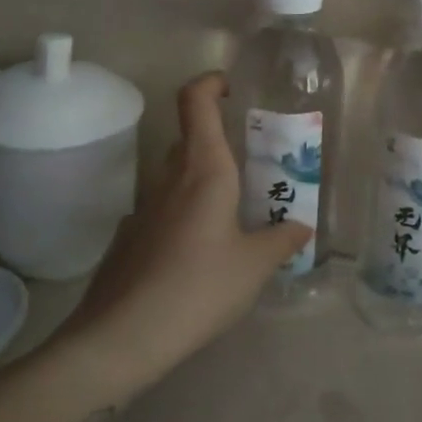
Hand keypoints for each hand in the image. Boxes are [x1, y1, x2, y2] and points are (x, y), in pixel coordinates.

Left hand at [58, 72, 312, 397]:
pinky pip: (163, 211)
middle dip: (220, 140)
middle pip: (190, 138)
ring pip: (177, 177)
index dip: (211, 82)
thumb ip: (282, 240)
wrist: (119, 339)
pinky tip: (199, 254)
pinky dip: (185, 215)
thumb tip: (301, 226)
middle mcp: (169, 179)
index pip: (195, 101)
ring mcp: (143, 208)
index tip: (233, 88)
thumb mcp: (254, 266)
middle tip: (255, 164)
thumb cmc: (198, 288)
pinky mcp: (129, 238)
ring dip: (204, 181)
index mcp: (203, 170)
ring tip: (235, 215)